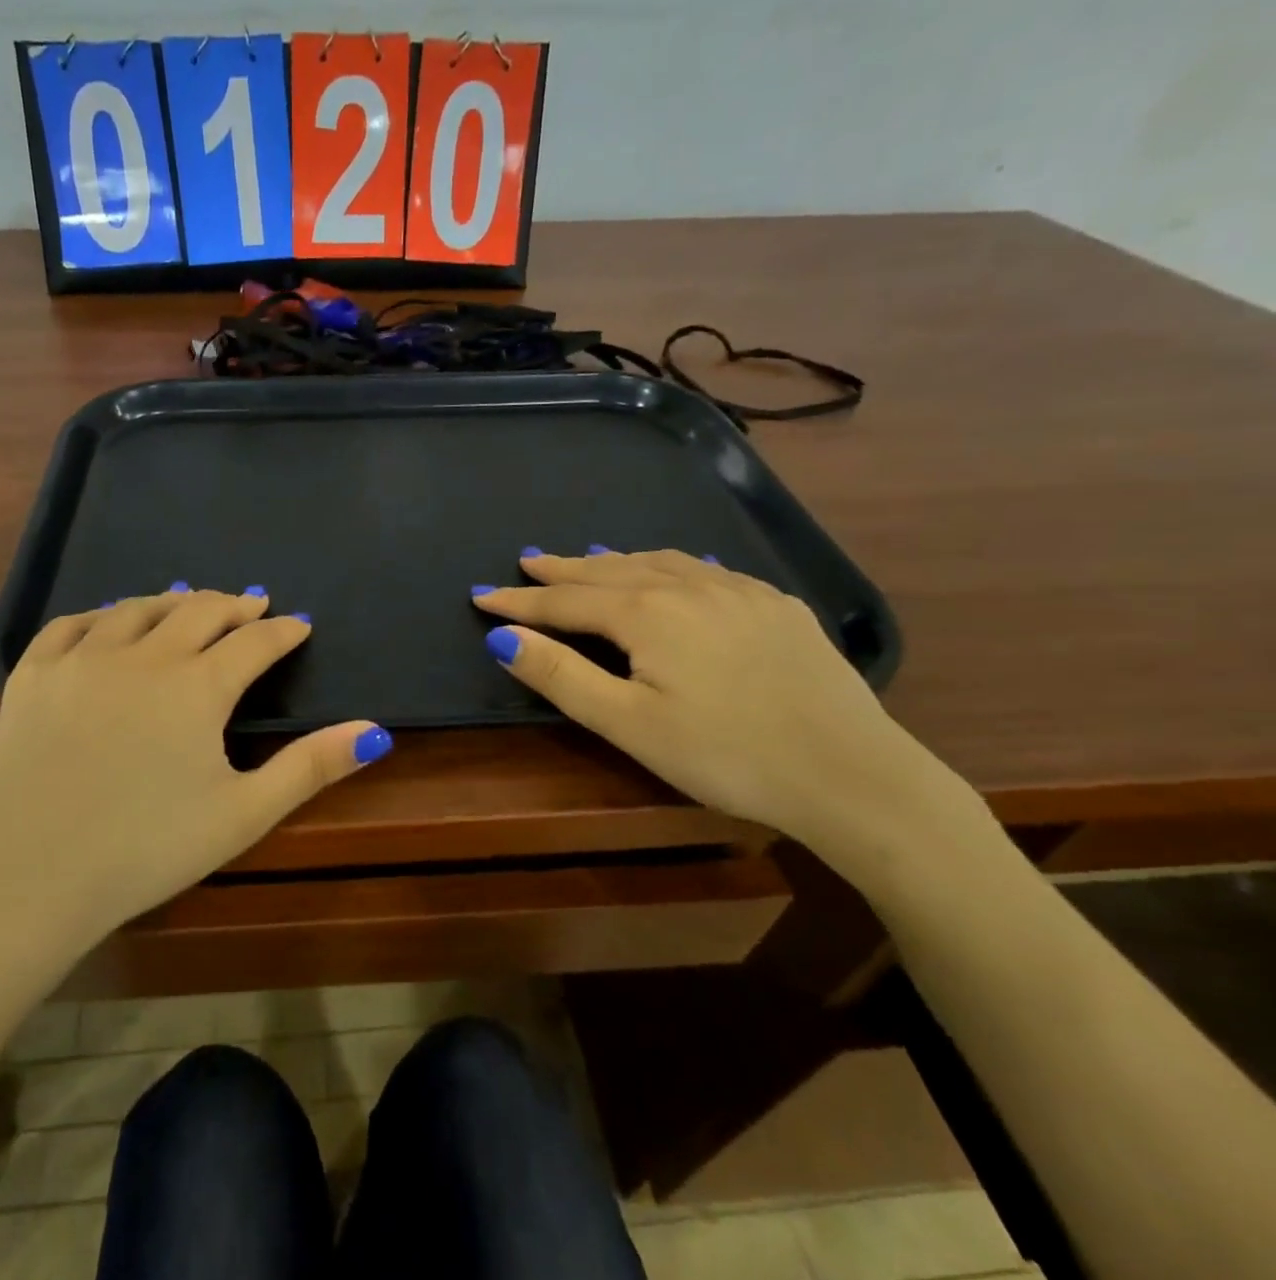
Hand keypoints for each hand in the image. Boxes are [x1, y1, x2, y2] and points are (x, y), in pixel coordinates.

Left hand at [0, 588, 388, 956]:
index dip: (282, 631)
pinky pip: (71, 624)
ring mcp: (82, 659)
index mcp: (197, 687)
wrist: (28, 877)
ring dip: (172, 601)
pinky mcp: (33, 674)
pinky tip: (109, 620)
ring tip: (189, 601)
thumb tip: (375, 731)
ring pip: (136, 608)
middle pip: (199, 610)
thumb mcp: (242, 814)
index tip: (298, 625)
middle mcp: (143, 655)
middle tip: (252, 603)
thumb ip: (310, 767)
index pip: (253, 642)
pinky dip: (101, 615)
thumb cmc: (145, 850)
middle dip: (234, 604)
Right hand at [473, 551, 989, 877]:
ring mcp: (739, 591)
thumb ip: (561, 675)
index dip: (519, 599)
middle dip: (563, 567)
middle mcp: (688, 586)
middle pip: (609, 570)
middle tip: (528, 559)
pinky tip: (675, 571)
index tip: (480, 594)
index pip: (565, 600)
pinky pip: (707, 570)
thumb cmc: (725, 754)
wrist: (852, 775)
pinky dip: (670, 565)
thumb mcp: (627, 723)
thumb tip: (503, 636)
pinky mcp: (778, 606)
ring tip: (590, 559)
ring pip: (659, 561)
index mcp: (646, 613)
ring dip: (615, 560)